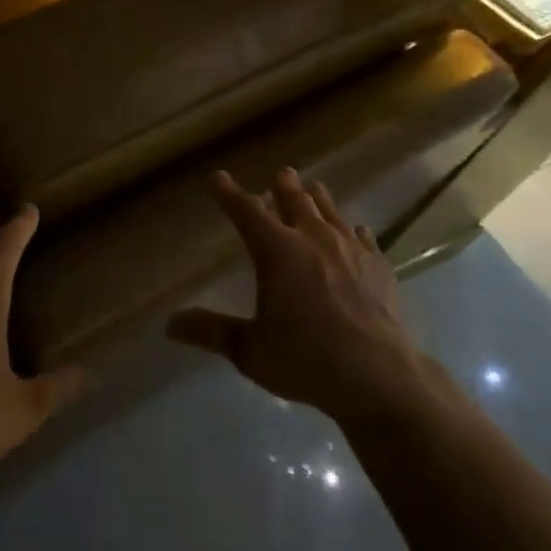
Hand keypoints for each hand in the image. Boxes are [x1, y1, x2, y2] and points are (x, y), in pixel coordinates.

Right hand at [167, 169, 426, 422]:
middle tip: (281, 174)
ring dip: (318, 199)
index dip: (230, 194)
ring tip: (314, 188)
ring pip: (330, 212)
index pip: (247, 212)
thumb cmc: (306, 359)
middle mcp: (312, 239)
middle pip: (295, 201)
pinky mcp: (379, 266)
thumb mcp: (250, 350)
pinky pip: (363, 237)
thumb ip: (211, 332)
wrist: (380, 377)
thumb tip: (170, 325)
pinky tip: (357, 230)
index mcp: (277, 251)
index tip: (219, 178)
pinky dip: (353, 230)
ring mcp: (350, 250)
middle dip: (283, 186)